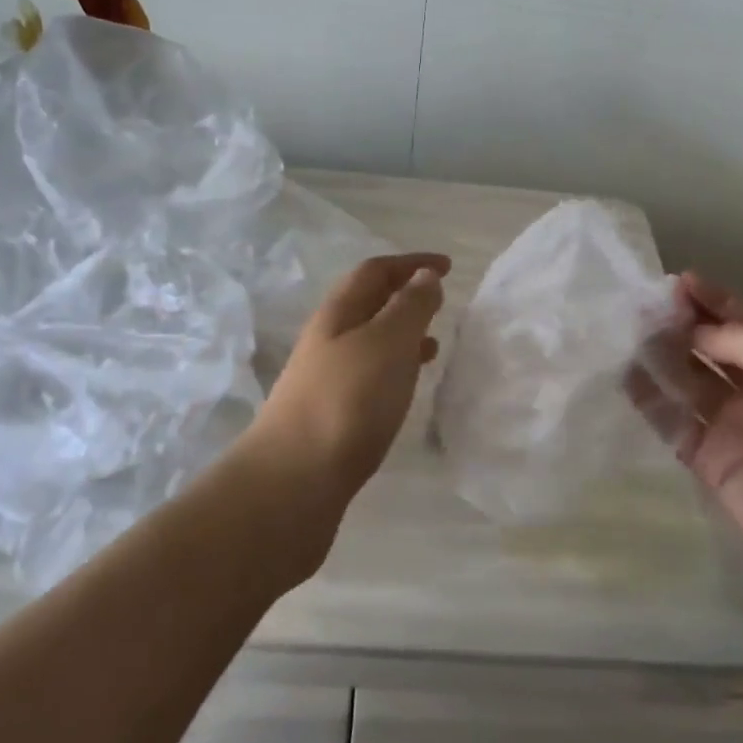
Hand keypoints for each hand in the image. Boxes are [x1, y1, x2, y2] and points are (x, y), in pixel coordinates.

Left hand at [253, 252, 448, 502]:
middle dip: (405, 295)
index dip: (411, 262)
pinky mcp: (332, 413)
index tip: (448, 266)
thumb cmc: (348, 400)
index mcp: (339, 313)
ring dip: (402, 334)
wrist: (294, 479)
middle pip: (368, 303)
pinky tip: (407, 387)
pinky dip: (395, 368)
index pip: (375, 271)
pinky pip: (370, 375)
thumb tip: (425, 275)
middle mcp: (328, 339)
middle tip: (441, 301)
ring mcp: (327, 378)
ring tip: (434, 343)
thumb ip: (410, 306)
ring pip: (371, 341)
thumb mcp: (387, 342)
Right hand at [626, 273, 742, 622]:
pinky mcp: (711, 463)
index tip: (675, 283)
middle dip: (681, 324)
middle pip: (712, 346)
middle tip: (640, 308)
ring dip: (659, 356)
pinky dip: (649, 399)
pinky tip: (623, 377)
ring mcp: (735, 426)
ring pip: (687, 379)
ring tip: (623, 335)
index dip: (712, 300)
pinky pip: (673, 422)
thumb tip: (693, 332)